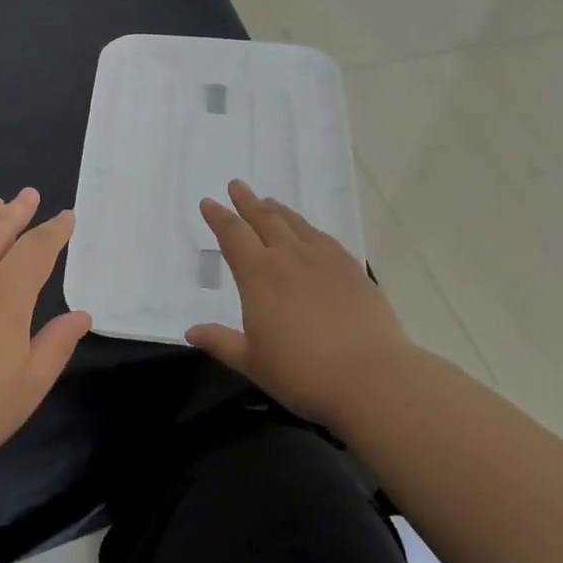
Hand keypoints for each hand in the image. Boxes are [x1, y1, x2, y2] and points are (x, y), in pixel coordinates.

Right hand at [187, 180, 413, 429]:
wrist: (372, 377)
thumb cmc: (303, 372)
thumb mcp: (253, 362)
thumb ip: (221, 342)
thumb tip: (191, 332)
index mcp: (258, 275)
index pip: (232, 235)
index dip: (218, 217)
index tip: (209, 202)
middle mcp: (289, 257)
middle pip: (264, 219)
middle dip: (247, 201)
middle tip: (237, 185)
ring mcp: (324, 260)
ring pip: (296, 224)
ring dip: (278, 210)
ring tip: (269, 201)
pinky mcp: (352, 270)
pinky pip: (324, 238)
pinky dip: (310, 229)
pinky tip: (310, 232)